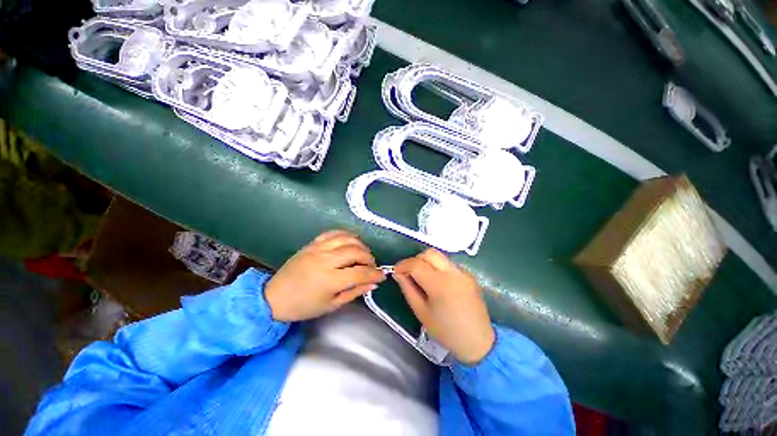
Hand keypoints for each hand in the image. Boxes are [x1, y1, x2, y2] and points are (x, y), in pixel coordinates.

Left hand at [265, 230, 385, 321]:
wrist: (274, 297)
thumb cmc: (303, 306)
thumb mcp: (331, 305)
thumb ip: (354, 292)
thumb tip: (373, 284)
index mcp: (330, 280)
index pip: (360, 272)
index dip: (374, 273)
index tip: (382, 275)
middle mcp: (325, 260)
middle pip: (356, 251)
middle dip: (369, 258)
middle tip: (371, 266)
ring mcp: (318, 249)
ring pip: (347, 239)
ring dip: (360, 245)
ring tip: (363, 254)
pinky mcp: (312, 243)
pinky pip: (333, 233)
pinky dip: (346, 235)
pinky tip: (351, 241)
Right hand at [394, 249, 494, 364]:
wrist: (479, 342)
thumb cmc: (446, 331)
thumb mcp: (421, 312)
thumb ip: (408, 289)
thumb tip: (398, 274)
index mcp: (440, 284)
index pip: (416, 264)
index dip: (403, 265)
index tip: (396, 271)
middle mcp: (453, 273)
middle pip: (429, 253)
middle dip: (415, 260)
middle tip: (410, 273)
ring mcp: (463, 272)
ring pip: (439, 257)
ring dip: (427, 262)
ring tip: (423, 278)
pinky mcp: (469, 275)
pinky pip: (448, 264)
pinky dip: (438, 268)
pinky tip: (438, 283)